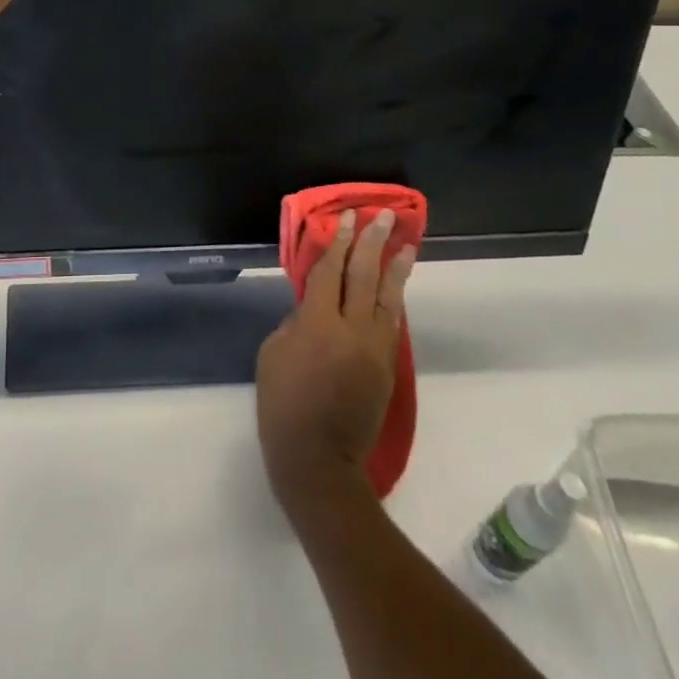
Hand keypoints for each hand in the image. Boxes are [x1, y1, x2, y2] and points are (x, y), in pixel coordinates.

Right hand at [257, 209, 418, 513]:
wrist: (319, 461)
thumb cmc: (282, 405)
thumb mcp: (273, 354)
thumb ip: (295, 323)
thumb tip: (313, 308)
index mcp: (318, 324)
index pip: (330, 272)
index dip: (337, 243)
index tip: (347, 218)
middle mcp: (353, 330)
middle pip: (365, 277)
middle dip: (372, 243)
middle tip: (383, 217)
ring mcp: (375, 350)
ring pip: (388, 298)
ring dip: (396, 268)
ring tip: (406, 243)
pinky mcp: (387, 368)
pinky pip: (391, 323)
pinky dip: (393, 299)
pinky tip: (396, 285)